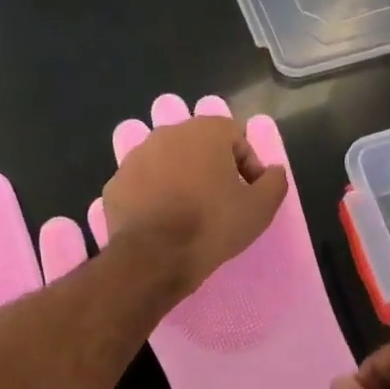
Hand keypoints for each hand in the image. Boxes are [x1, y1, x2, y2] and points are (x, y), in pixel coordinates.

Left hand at [100, 115, 288, 299]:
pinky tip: (163, 223)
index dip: (248, 166)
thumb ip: (274, 181)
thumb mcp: (261, 207)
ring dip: (181, 180)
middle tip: (221, 202)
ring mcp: (135, 157)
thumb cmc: (213, 225)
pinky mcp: (115, 184)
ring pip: (168, 163)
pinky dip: (154, 197)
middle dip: (212, 169)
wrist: (155, 257)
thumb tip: (273, 171)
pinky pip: (143, 185)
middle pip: (199, 147)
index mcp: (205, 131)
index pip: (235, 137)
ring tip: (190, 214)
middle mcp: (167, 134)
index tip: (250, 194)